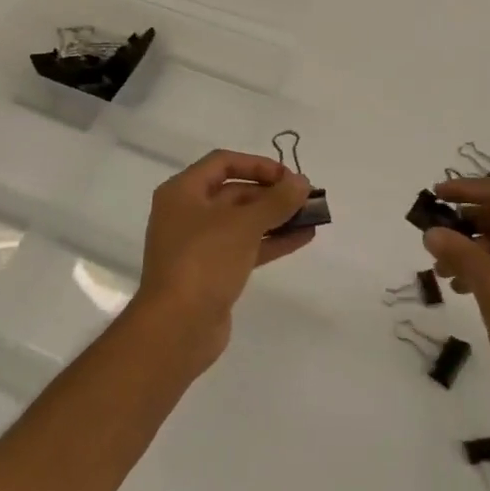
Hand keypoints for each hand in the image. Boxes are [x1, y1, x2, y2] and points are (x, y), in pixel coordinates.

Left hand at [134, 149, 314, 371]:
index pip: (223, 163)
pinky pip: (245, 247)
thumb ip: (276, 201)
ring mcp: (199, 245)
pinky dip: (271, 241)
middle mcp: (187, 213)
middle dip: (272, 194)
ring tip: (312, 217)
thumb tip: (302, 182)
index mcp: (182, 192)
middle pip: (234, 192)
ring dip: (276, 217)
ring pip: (243, 222)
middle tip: (306, 198)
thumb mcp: (243, 225)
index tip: (289, 177)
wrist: (177, 327)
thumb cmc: (204, 261)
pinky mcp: (212, 272)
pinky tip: (303, 238)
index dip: (258, 164)